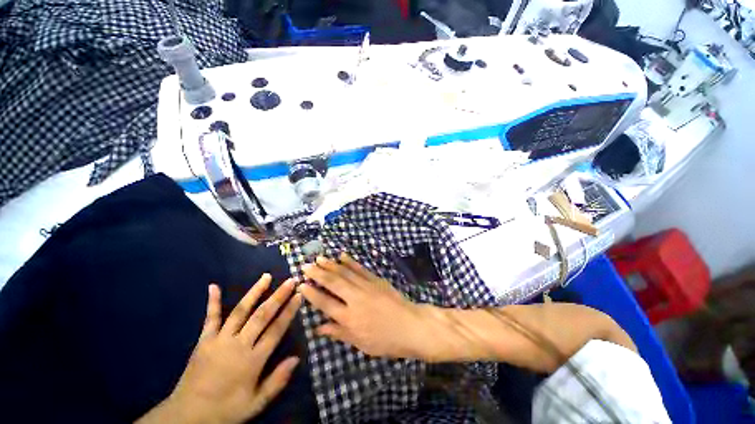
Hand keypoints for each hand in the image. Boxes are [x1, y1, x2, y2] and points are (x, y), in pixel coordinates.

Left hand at [137, 275, 301, 423]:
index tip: (299, 295)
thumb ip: (277, 381)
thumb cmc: (226, 410)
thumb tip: (297, 358)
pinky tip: (213, 286)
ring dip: (255, 292)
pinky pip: (210, 318)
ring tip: (266, 276)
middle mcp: (238, 345)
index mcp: (253, 360)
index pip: (276, 330)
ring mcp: (220, 340)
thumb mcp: (256, 403)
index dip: (289, 311)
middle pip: (262, 316)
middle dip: (278, 296)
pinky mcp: (204, 340)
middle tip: (290, 281)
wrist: (188, 417)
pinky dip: (212, 302)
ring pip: (240, 311)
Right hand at [299, 253, 431, 358]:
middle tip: (306, 266)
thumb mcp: (361, 343)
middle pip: (333, 283)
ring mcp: (366, 286)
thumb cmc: (385, 340)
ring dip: (331, 264)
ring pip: (345, 272)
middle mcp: (355, 299)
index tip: (302, 284)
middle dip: (318, 273)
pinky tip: (342, 256)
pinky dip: (350, 261)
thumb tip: (318, 327)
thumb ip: (339, 333)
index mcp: (350, 318)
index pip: (325, 303)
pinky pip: (360, 269)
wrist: (410, 326)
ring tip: (319, 258)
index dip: (312, 294)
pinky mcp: (376, 279)